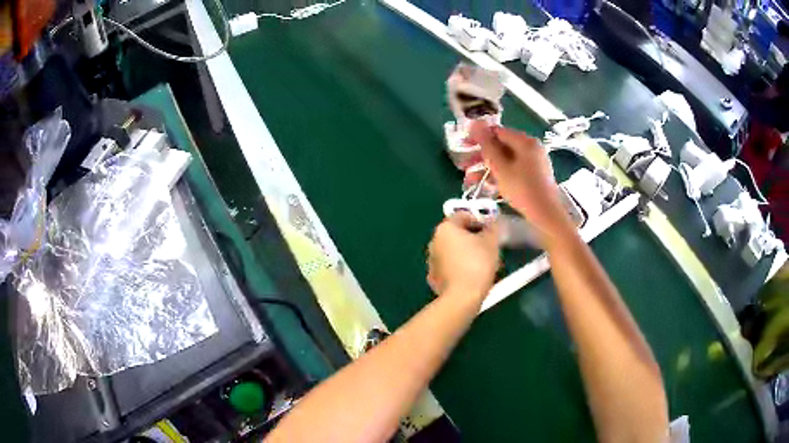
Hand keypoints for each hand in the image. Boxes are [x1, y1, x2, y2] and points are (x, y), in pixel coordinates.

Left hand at [427, 213, 499, 298]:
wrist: (463, 296)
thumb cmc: (478, 263)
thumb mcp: (491, 242)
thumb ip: (492, 228)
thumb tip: (493, 224)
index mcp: (445, 228)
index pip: (463, 216)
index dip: (479, 220)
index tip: (491, 230)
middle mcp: (434, 241)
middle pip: (457, 234)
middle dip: (473, 238)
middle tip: (489, 246)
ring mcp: (431, 260)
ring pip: (453, 251)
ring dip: (466, 253)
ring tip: (483, 263)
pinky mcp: (433, 277)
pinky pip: (449, 267)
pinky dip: (459, 267)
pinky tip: (472, 275)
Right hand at [468, 121, 570, 240]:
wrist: (546, 214)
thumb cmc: (522, 189)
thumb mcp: (500, 167)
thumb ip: (487, 145)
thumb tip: (475, 123)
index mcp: (524, 141)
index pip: (497, 131)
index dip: (478, 137)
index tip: (462, 146)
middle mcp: (530, 148)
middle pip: (500, 146)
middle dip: (480, 157)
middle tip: (463, 167)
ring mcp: (534, 162)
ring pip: (505, 160)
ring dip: (487, 169)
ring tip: (470, 182)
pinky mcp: (534, 175)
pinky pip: (513, 170)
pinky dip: (500, 176)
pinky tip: (487, 188)